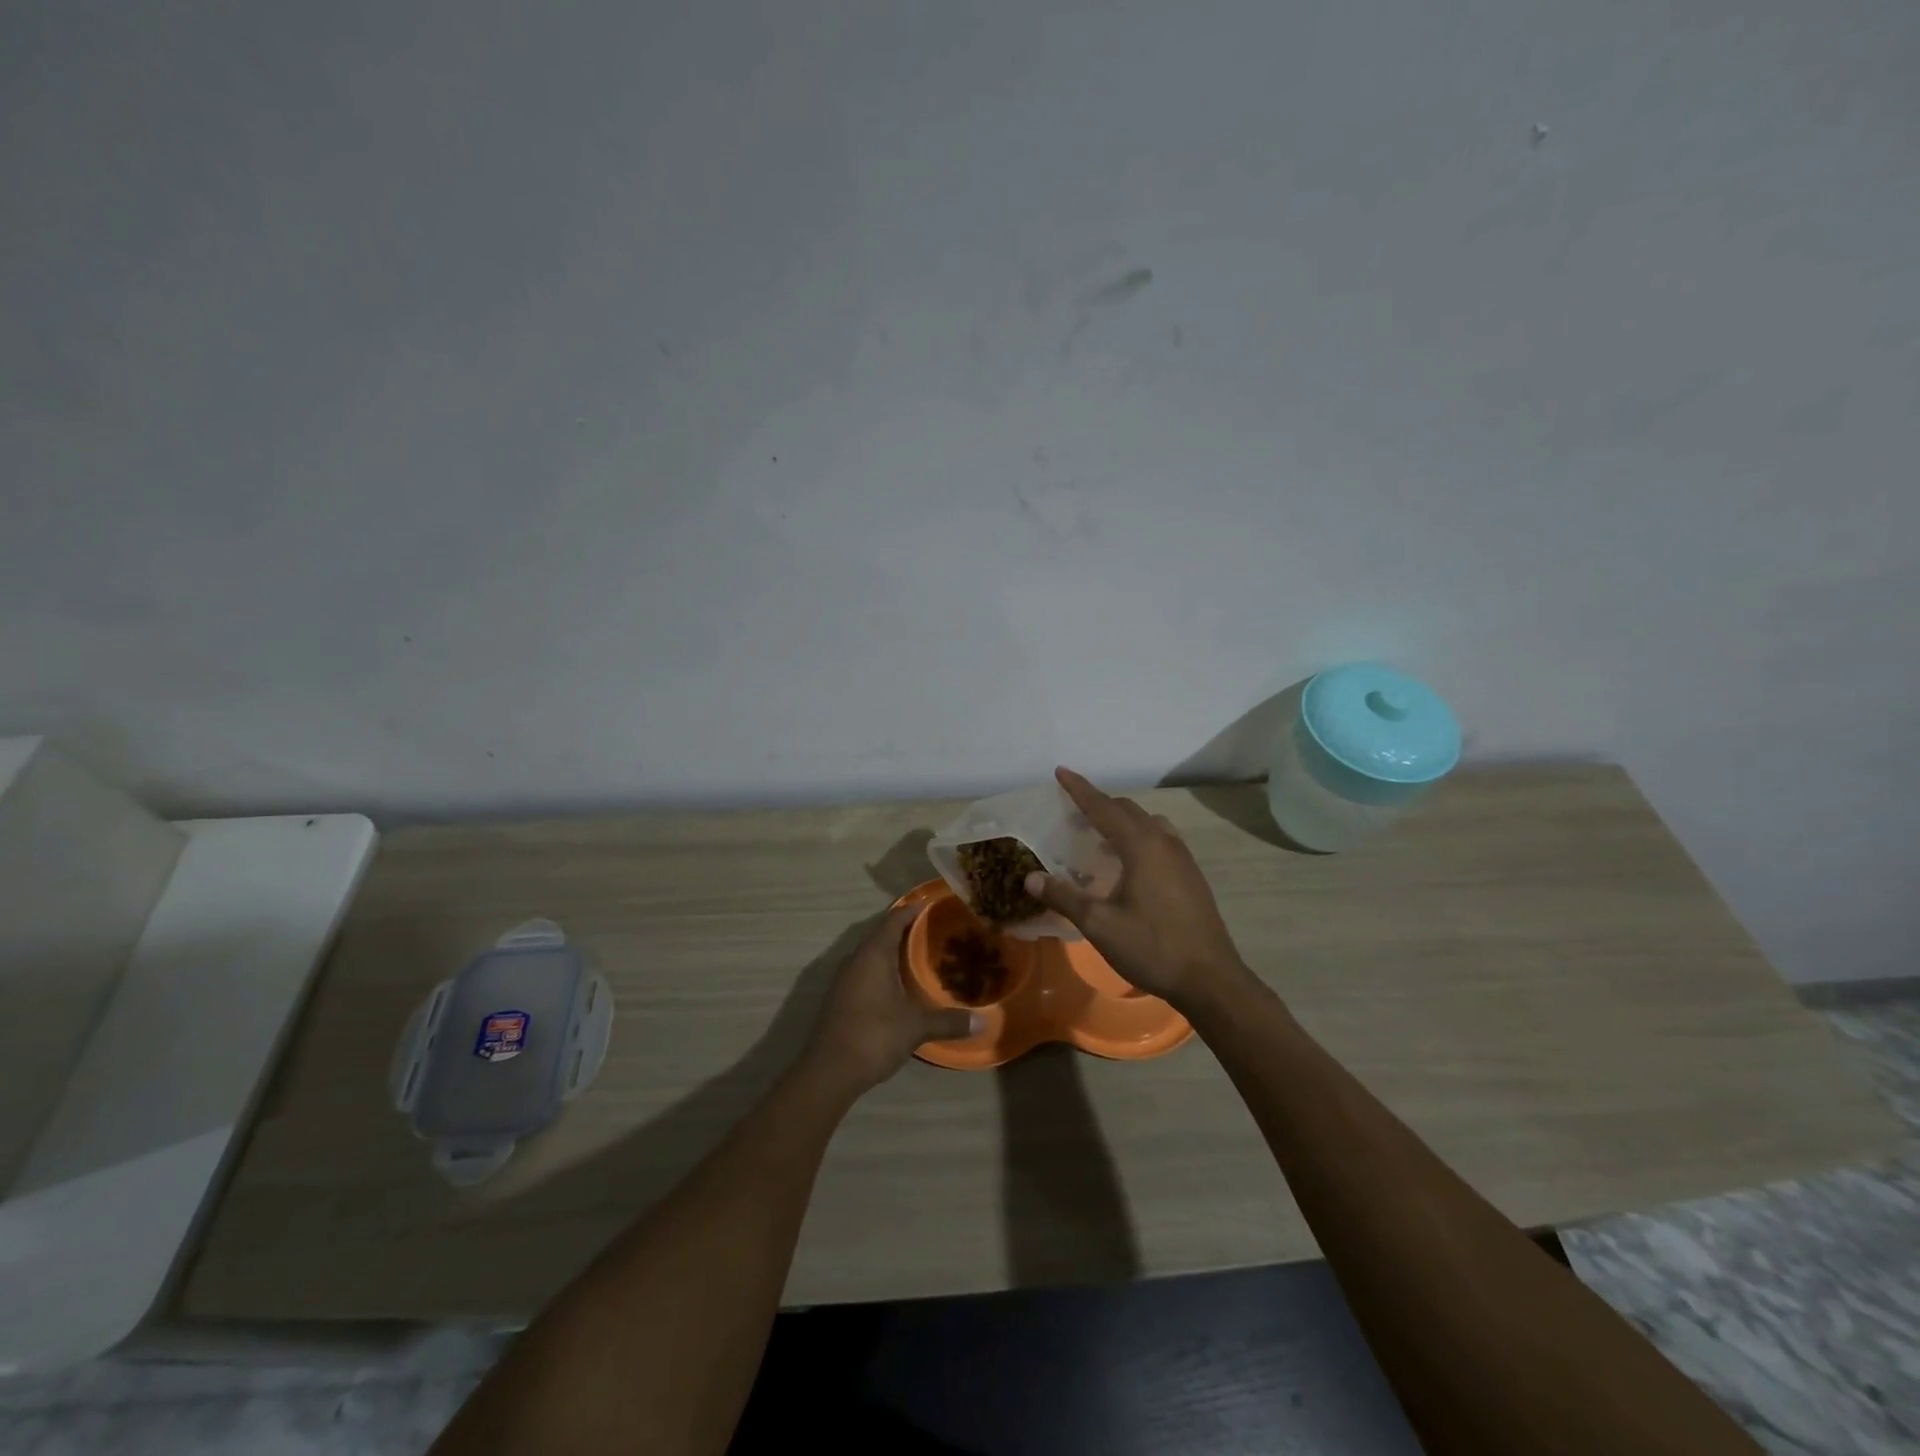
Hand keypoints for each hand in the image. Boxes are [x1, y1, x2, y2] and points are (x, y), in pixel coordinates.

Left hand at [803, 907, 979, 1094]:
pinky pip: (865, 972)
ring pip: (872, 955)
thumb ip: (949, 1021)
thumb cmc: (874, 1036)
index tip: (931, 903)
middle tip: (934, 930)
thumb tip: (983, 1021)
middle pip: (881, 934)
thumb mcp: (916, 1027)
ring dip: (893, 951)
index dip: (912, 909)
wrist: (829, 1071)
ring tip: (920, 955)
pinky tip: (899, 985)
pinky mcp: (840, 998)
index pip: (893, 919)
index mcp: (873, 955)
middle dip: (905, 929)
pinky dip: (883, 970)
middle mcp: (856, 960)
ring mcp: (844, 979)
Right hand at [1024, 766, 1249, 1005]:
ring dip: (1122, 821)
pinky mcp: (1191, 876)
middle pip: (1127, 810)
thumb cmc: (1152, 947)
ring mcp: (1183, 858)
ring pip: (1148, 823)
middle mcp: (1164, 842)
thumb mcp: (1100, 924)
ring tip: (1100, 836)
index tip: (1061, 771)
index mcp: (1141, 845)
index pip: (1103, 807)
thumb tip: (1031, 878)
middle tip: (1073, 812)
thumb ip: (1065, 897)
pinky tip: (1130, 863)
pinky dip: (1139, 837)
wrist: (1210, 979)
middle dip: (1099, 805)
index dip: (1079, 789)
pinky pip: (1161, 840)